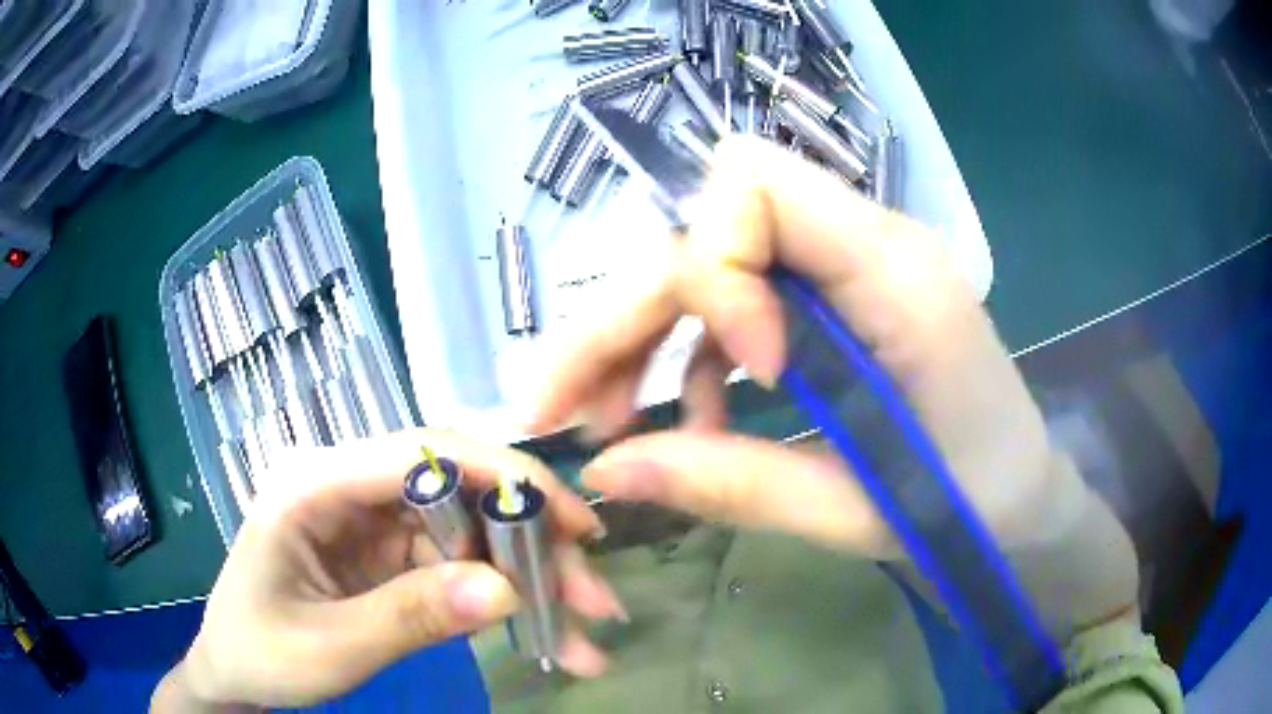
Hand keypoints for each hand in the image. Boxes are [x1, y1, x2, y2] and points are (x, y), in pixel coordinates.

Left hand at [153, 430, 621, 711]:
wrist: (233, 674)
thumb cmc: (259, 654)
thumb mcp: (330, 648)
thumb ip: (410, 617)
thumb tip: (507, 591)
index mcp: (314, 484)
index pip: (420, 452)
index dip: (502, 475)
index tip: (572, 521)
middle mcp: (348, 488)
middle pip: (459, 491)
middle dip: (532, 541)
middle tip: (594, 596)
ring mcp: (370, 522)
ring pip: (470, 531)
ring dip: (529, 579)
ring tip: (582, 633)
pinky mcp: (387, 555)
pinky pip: (457, 566)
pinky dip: (502, 601)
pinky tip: (543, 635)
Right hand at [532, 136, 1092, 558]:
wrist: (1025, 502)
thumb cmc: (973, 509)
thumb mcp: (857, 512)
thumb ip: (733, 484)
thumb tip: (601, 468)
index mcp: (896, 275)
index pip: (755, 186)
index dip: (714, 270)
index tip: (742, 370)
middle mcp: (869, 245)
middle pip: (710, 229)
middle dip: (626, 315)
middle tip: (558, 406)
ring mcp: (853, 268)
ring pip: (711, 263)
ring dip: (649, 338)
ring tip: (617, 427)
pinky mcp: (840, 300)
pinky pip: (741, 300)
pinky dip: (695, 357)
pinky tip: (694, 423)